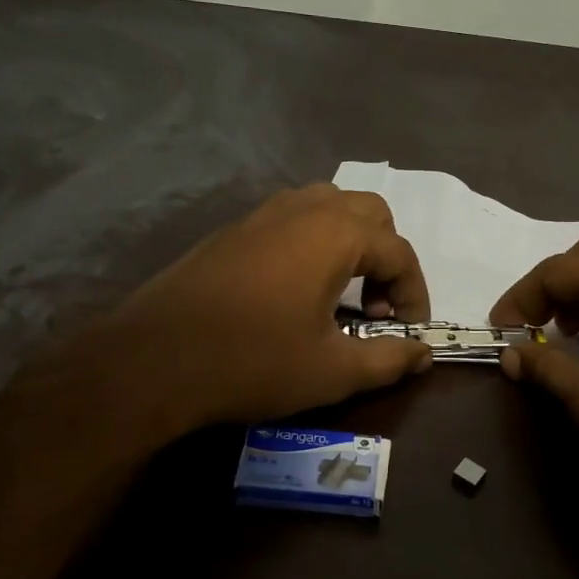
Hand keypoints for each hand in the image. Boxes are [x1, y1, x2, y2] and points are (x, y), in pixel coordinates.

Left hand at [99, 184, 432, 433]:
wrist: (152, 360)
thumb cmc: (253, 361)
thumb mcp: (333, 371)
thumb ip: (389, 358)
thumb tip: (425, 354)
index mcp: (335, 234)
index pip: (399, 252)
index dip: (414, 293)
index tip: (410, 330)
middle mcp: (303, 209)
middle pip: (369, 213)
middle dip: (386, 257)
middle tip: (375, 307)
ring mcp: (262, 214)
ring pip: (328, 207)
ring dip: (350, 243)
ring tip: (340, 293)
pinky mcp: (232, 230)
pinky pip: (291, 220)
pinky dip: (313, 243)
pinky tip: (295, 291)